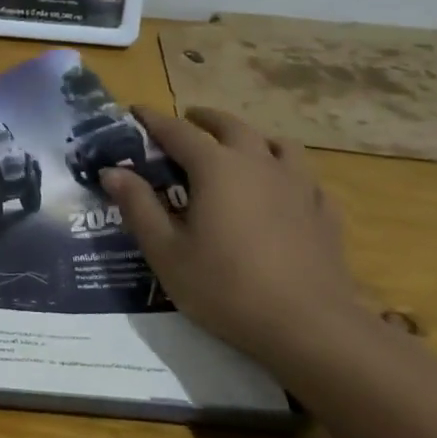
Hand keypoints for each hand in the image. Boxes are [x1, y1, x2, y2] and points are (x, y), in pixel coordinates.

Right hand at [99, 107, 367, 362]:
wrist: (307, 326)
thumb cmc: (224, 287)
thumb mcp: (165, 250)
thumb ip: (137, 206)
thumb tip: (112, 171)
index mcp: (216, 168)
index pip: (178, 131)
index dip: (153, 120)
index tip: (135, 111)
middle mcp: (259, 164)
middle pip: (232, 127)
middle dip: (205, 120)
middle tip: (188, 121)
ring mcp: (299, 186)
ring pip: (277, 145)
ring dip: (252, 139)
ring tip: (239, 148)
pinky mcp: (324, 212)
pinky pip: (305, 178)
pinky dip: (286, 173)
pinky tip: (282, 191)